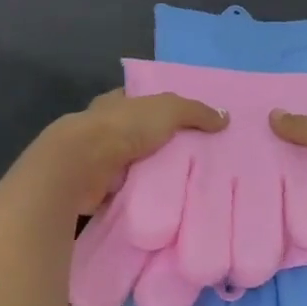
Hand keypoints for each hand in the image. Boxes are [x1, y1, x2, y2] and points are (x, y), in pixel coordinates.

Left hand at [20, 89, 224, 216]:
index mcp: (114, 104)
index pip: (137, 101)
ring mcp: (95, 160)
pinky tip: (158, 203)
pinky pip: (122, 191)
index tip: (183, 123)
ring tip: (181, 185)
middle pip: (134, 135)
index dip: (157, 108)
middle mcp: (102, 129)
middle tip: (191, 159)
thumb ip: (195, 112)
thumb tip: (225, 117)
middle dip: (155, 144)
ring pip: (128, 164)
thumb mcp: (167, 110)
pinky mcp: (93, 188)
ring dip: (146, 173)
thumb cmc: (122, 128)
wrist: (81, 165)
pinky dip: (136, 196)